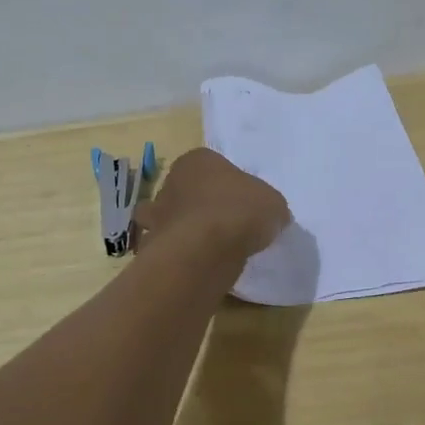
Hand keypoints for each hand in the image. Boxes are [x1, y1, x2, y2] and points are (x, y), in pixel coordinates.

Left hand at [135, 149, 290, 261]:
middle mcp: (170, 181)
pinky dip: (178, 255)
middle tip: (224, 224)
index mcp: (197, 160)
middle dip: (198, 204)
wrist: (204, 250)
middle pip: (185, 190)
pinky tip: (198, 264)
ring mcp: (157, 215)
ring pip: (169, 219)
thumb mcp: (272, 203)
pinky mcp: (152, 245)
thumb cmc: (239, 211)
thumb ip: (268, 205)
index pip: (211, 165)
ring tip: (208, 247)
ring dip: (182, 230)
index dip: (226, 182)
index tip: (240, 201)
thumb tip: (270, 216)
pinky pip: (167, 248)